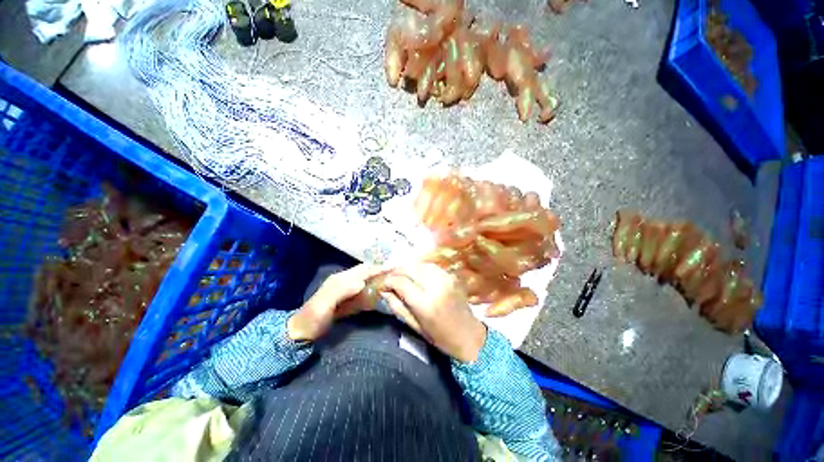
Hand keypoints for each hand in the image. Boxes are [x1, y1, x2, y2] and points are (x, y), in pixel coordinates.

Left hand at [288, 264, 385, 341]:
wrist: (301, 332)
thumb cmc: (312, 319)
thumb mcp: (323, 305)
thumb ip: (341, 291)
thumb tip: (362, 282)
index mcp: (340, 279)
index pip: (363, 270)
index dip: (378, 268)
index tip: (393, 268)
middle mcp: (345, 281)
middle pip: (366, 272)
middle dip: (380, 270)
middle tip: (397, 271)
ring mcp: (346, 290)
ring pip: (366, 279)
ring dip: (378, 278)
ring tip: (393, 278)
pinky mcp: (348, 299)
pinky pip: (364, 290)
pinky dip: (373, 288)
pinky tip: (380, 291)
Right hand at [380, 263, 486, 362]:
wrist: (469, 335)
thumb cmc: (440, 337)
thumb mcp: (414, 326)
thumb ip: (397, 306)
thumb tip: (383, 291)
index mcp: (426, 303)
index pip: (400, 282)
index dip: (388, 281)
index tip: (383, 286)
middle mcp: (436, 286)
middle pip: (409, 268)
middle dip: (396, 272)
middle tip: (391, 280)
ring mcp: (445, 278)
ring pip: (419, 264)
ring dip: (408, 269)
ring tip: (402, 278)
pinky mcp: (451, 275)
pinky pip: (430, 266)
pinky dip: (420, 268)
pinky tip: (417, 276)